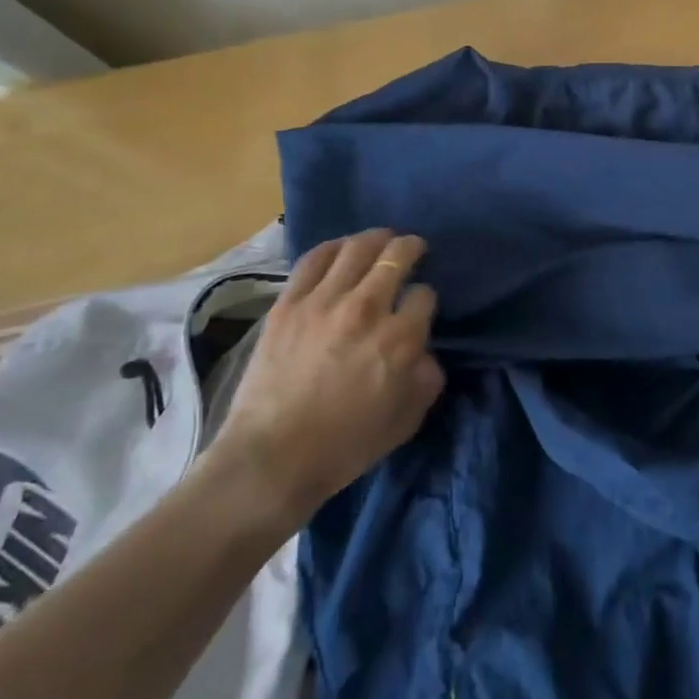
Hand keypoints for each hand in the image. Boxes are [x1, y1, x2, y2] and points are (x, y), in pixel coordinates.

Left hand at [210, 229, 443, 531]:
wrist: (271, 460)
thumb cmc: (345, 446)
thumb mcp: (406, 420)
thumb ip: (427, 378)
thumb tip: (425, 352)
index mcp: (400, 339)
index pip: (425, 295)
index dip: (426, 297)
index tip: (419, 306)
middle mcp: (367, 309)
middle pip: (397, 256)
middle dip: (411, 248)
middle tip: (413, 248)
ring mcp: (324, 302)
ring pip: (357, 248)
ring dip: (376, 238)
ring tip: (381, 239)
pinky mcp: (288, 304)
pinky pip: (314, 259)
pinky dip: (333, 248)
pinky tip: (341, 249)